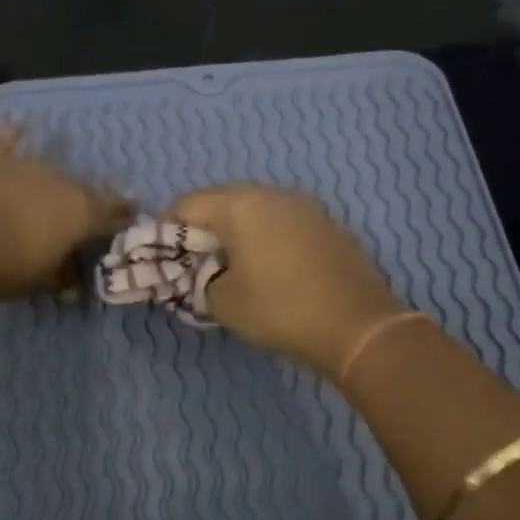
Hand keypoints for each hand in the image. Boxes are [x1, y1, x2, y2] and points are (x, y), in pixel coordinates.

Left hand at [0, 125, 132, 299]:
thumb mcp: (35, 283)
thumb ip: (59, 277)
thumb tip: (71, 280)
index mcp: (81, 215)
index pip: (113, 214)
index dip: (123, 217)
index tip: (131, 217)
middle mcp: (61, 181)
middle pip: (84, 189)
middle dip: (89, 200)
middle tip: (88, 212)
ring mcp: (25, 163)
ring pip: (50, 168)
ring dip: (54, 179)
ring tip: (53, 188)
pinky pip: (6, 141)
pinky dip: (13, 137)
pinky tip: (17, 127)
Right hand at [166, 183, 404, 372]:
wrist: (357, 325)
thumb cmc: (280, 311)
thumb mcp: (223, 302)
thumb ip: (199, 280)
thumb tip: (202, 272)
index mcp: (240, 206)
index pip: (186, 204)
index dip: (165, 228)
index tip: (161, 256)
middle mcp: (272, 194)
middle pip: (221, 199)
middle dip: (201, 226)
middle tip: (193, 260)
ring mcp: (304, 205)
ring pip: (254, 208)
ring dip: (235, 229)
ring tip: (229, 262)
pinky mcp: (327, 223)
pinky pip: (282, 220)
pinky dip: (265, 235)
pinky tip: (268, 265)